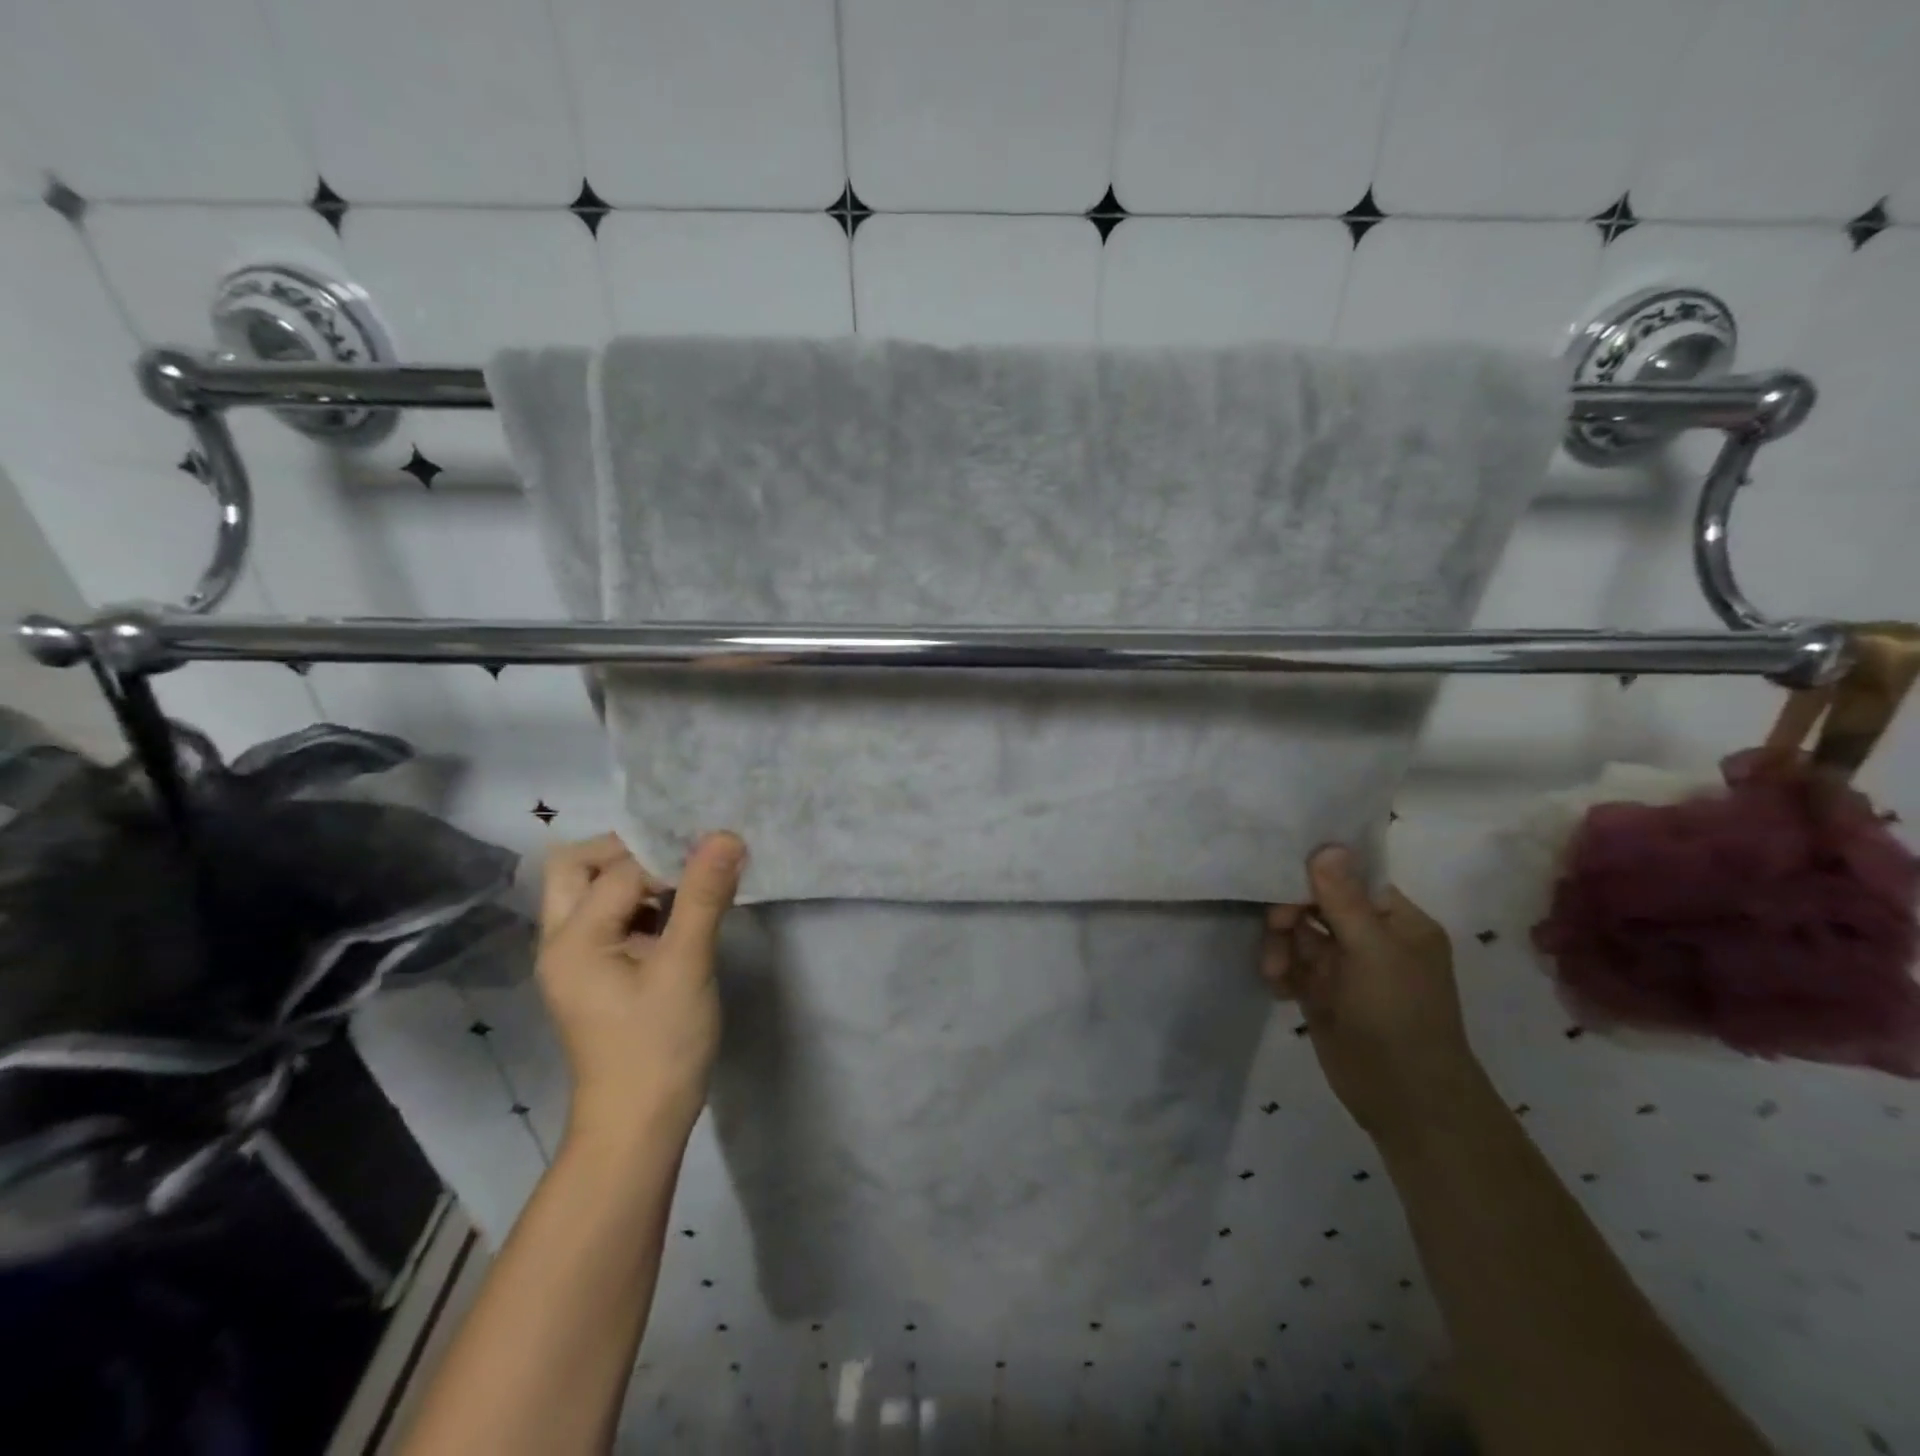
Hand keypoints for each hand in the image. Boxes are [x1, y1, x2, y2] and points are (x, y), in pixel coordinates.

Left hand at [536, 831, 746, 1145]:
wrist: (639, 1124)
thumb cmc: (660, 1046)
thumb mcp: (687, 966)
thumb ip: (703, 896)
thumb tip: (726, 835)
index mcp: (573, 938)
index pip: (621, 870)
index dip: (669, 858)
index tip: (715, 856)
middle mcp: (560, 941)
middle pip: (577, 866)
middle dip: (629, 851)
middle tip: (682, 858)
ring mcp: (574, 959)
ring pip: (590, 890)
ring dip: (635, 876)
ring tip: (688, 881)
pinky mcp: (594, 973)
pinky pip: (608, 916)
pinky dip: (639, 902)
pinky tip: (680, 912)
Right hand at [1262, 846, 1483, 1144]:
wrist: (1405, 1100)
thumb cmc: (1398, 1015)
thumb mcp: (1373, 951)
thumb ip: (1343, 899)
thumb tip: (1325, 846)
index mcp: (1397, 922)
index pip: (1350, 880)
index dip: (1314, 876)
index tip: (1281, 880)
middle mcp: (1371, 939)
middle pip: (1316, 905)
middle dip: (1290, 916)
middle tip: (1275, 930)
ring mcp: (1345, 968)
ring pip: (1297, 936)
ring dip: (1279, 948)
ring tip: (1274, 972)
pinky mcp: (1322, 994)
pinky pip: (1291, 966)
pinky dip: (1280, 972)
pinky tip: (1279, 989)